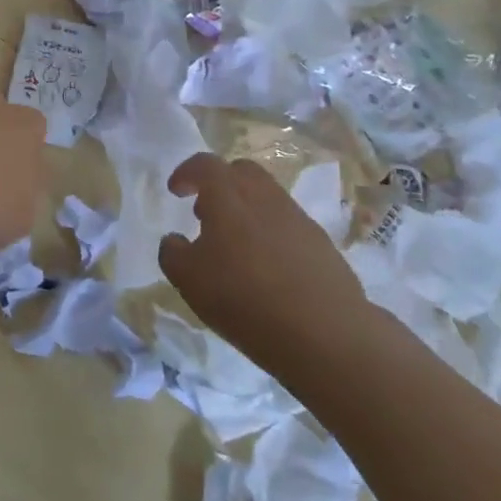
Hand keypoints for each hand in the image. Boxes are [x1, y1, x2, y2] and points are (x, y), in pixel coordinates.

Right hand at [158, 154, 374, 373]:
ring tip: (236, 247)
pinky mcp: (322, 245)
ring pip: (267, 198)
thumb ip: (173, 252)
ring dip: (247, 211)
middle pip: (241, 172)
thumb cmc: (245, 299)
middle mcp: (264, 196)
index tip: (175, 191)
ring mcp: (298, 218)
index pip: (205, 165)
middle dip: (221, 184)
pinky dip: (272, 235)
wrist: (327, 335)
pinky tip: (268, 270)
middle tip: (206, 213)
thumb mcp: (189, 280)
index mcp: (228, 195)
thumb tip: (175, 240)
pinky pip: (288, 226)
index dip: (186, 173)